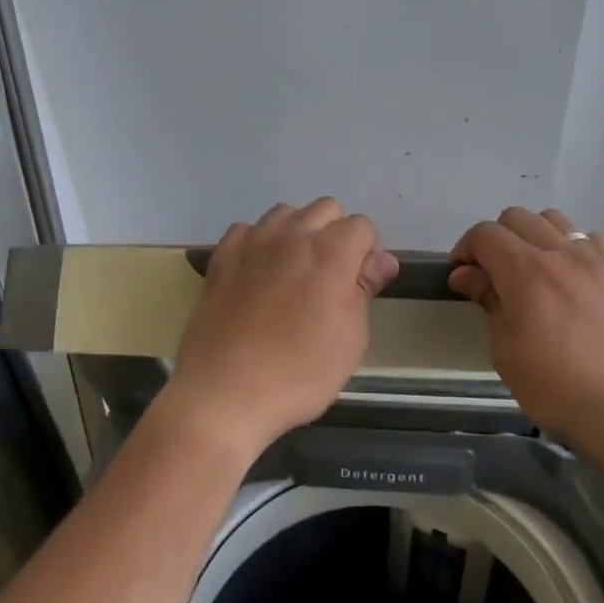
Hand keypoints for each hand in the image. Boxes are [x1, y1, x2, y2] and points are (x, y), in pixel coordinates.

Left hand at [159, 199, 399, 461]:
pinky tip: (258, 273)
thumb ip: (365, 290)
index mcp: (331, 253)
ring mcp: (252, 244)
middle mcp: (292, 236)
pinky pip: (246, 231)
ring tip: (295, 272)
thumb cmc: (299, 373)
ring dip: (298, 232)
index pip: (362, 225)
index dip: (368, 252)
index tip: (362, 284)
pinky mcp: (221, 259)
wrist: (224, 393)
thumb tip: (381, 261)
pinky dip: (258, 243)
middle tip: (332, 278)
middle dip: (337, 234)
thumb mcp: (351, 339)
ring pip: (285, 213)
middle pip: (326, 209)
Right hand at [448, 208, 603, 463]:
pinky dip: (573, 247)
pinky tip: (571, 276)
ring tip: (531, 270)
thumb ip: (488, 301)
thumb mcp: (505, 350)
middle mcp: (560, 253)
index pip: (485, 233)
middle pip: (517, 217)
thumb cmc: (556, 386)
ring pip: (555, 220)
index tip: (460, 275)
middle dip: (495, 239)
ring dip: (533, 235)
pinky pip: (592, 239)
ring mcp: (595, 260)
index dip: (465, 248)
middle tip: (491, 274)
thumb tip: (467, 275)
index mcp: (525, 270)